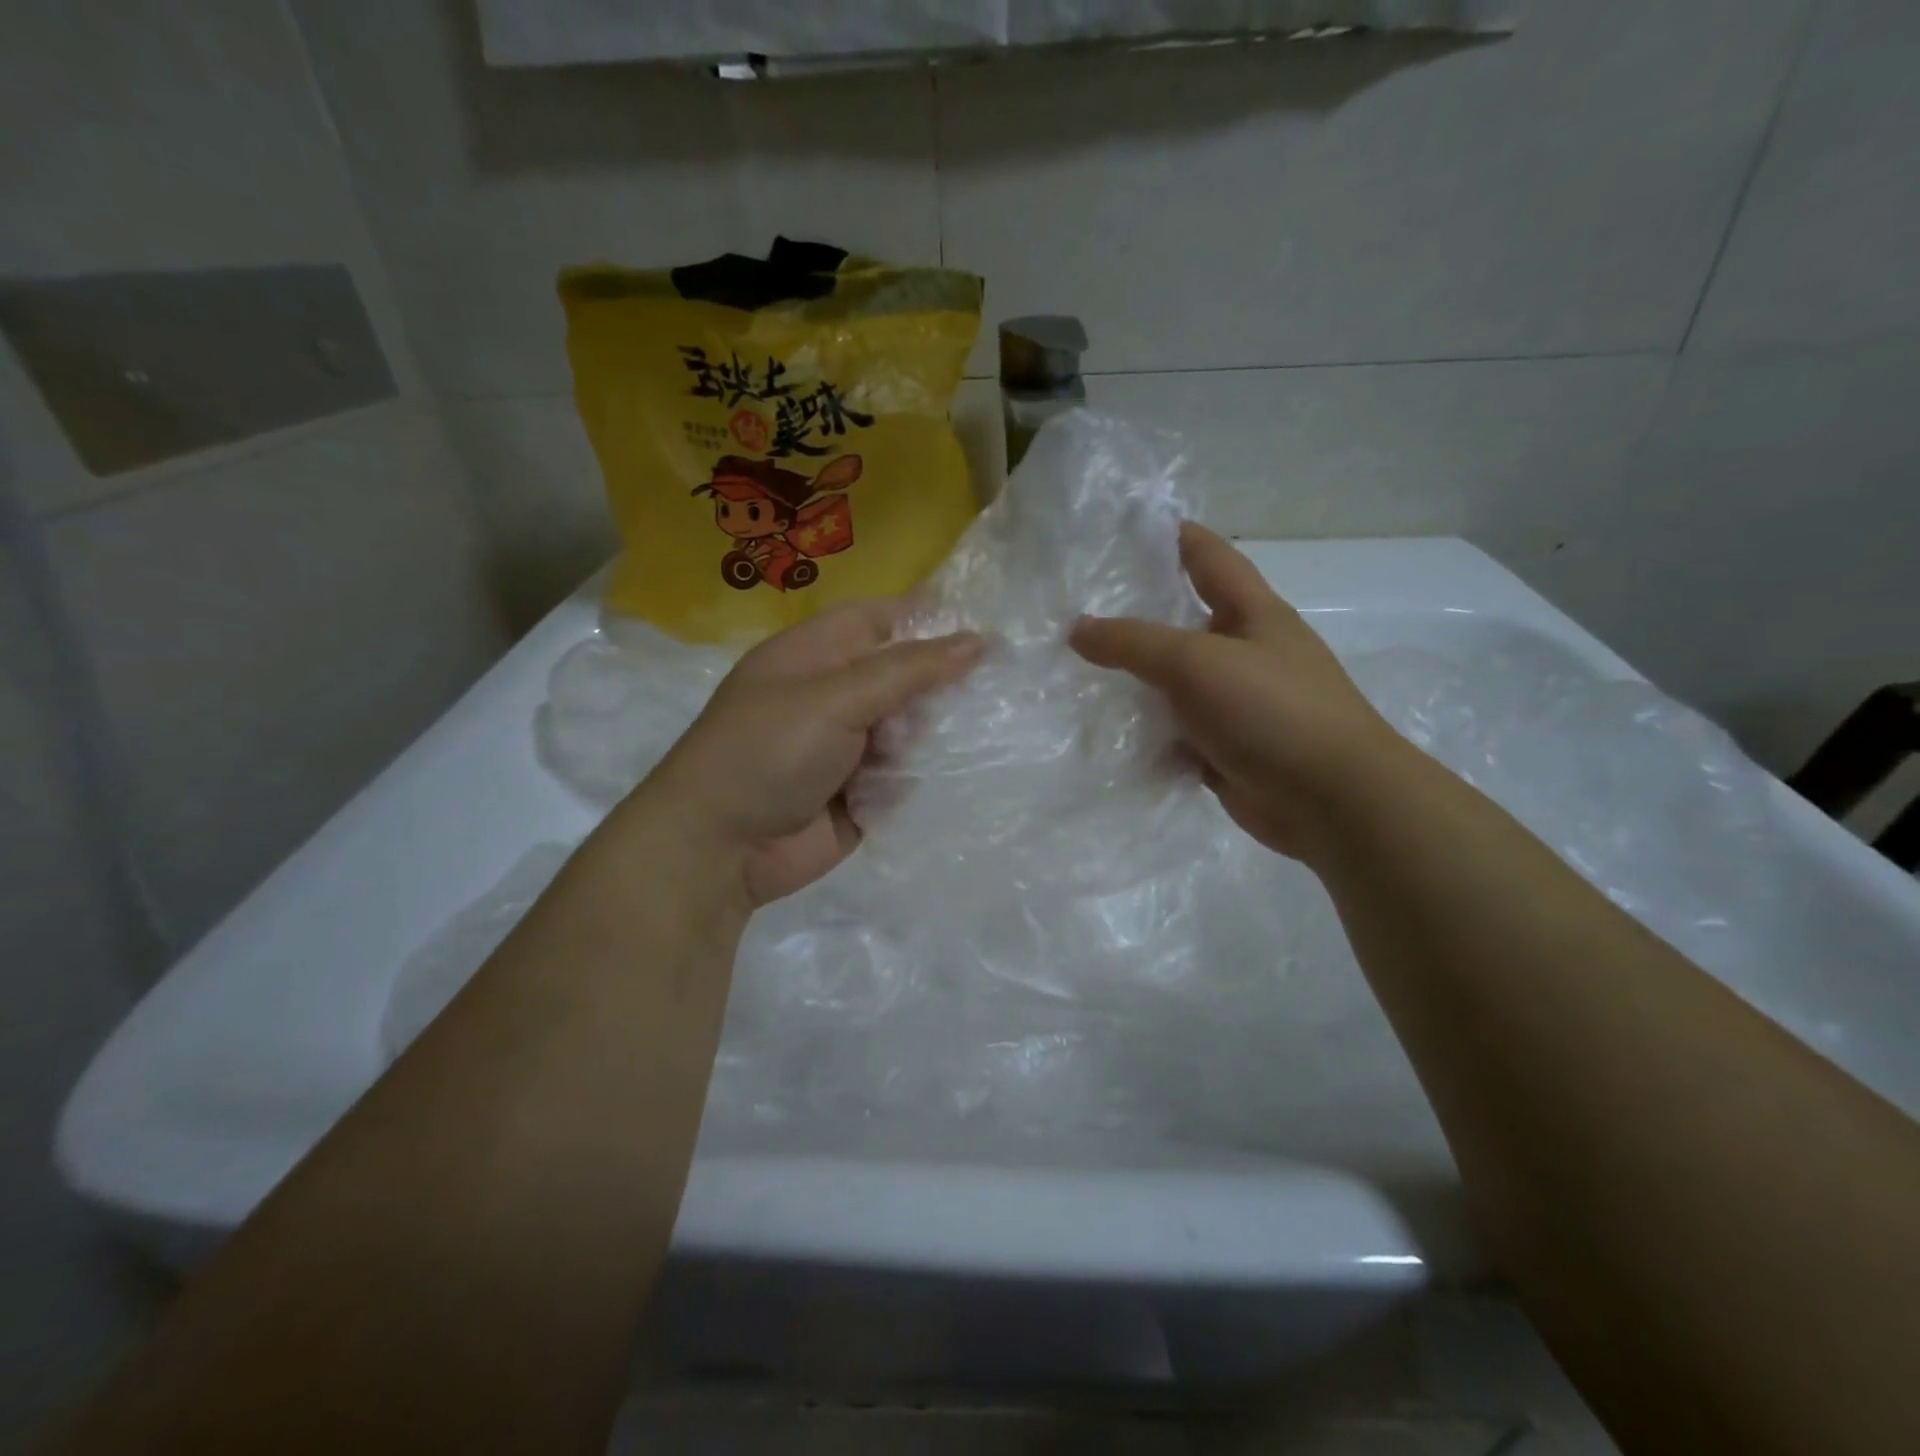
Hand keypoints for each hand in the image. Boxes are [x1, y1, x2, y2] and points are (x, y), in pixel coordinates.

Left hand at [643, 600, 982, 905]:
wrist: (719, 848)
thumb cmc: (769, 752)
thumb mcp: (837, 697)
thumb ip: (908, 669)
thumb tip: (977, 640)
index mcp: (815, 655)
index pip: (880, 620)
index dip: (928, 621)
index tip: (983, 635)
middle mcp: (832, 696)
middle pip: (903, 677)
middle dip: (931, 692)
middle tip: (953, 705)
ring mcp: (844, 747)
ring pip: (909, 730)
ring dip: (920, 742)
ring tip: (901, 756)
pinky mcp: (856, 794)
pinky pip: (901, 778)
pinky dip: (906, 783)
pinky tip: (892, 792)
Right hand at [1070, 522, 1402, 861]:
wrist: (1332, 801)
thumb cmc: (1271, 710)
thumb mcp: (1196, 662)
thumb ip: (1133, 643)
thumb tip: (1077, 629)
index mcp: (1253, 613)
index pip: (1210, 556)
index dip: (1174, 536)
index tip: (1128, 528)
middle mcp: (1246, 652)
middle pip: (1184, 622)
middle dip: (1137, 615)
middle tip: (1078, 607)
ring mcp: (1238, 704)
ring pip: (1175, 683)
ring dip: (1136, 681)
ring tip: (1076, 672)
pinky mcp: (1227, 748)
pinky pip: (1176, 731)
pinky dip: (1147, 732)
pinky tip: (1107, 732)